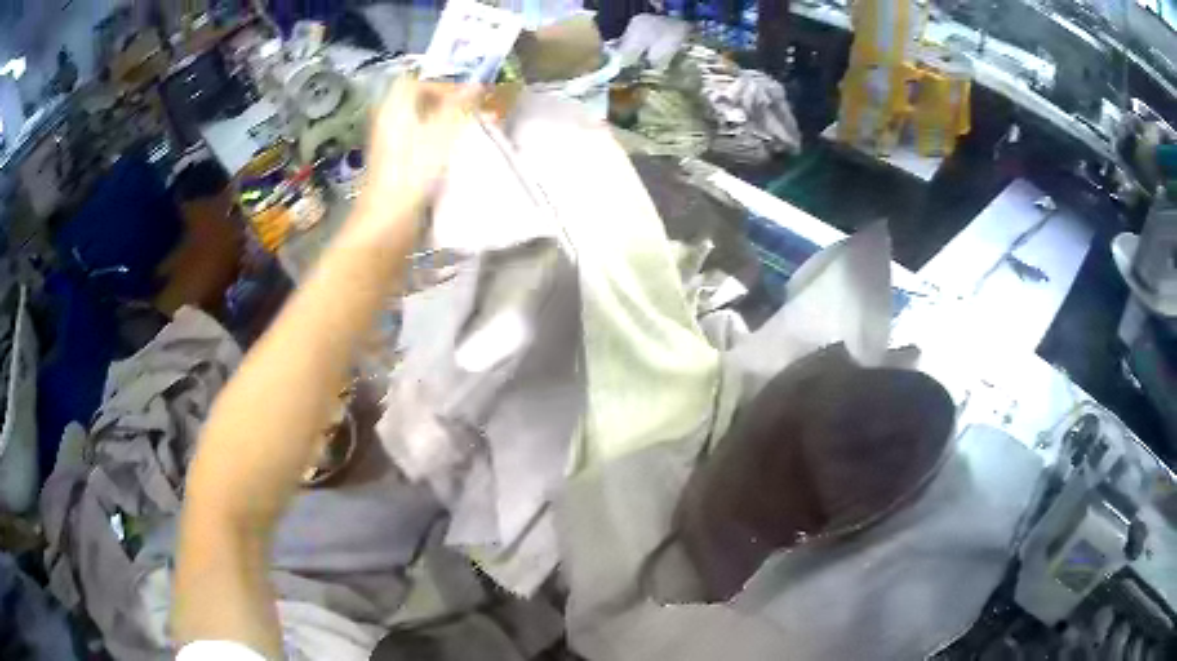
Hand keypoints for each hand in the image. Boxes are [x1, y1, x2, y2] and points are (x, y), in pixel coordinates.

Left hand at [351, 76, 478, 247]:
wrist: (389, 223)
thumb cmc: (413, 173)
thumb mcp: (441, 132)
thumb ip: (459, 105)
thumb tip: (476, 84)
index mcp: (394, 109)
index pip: (414, 83)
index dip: (441, 86)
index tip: (468, 99)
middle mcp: (388, 125)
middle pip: (419, 105)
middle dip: (450, 107)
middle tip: (476, 118)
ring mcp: (390, 149)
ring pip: (422, 127)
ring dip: (448, 128)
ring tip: (474, 138)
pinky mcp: (396, 170)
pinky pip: (421, 148)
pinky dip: (441, 147)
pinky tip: (458, 160)